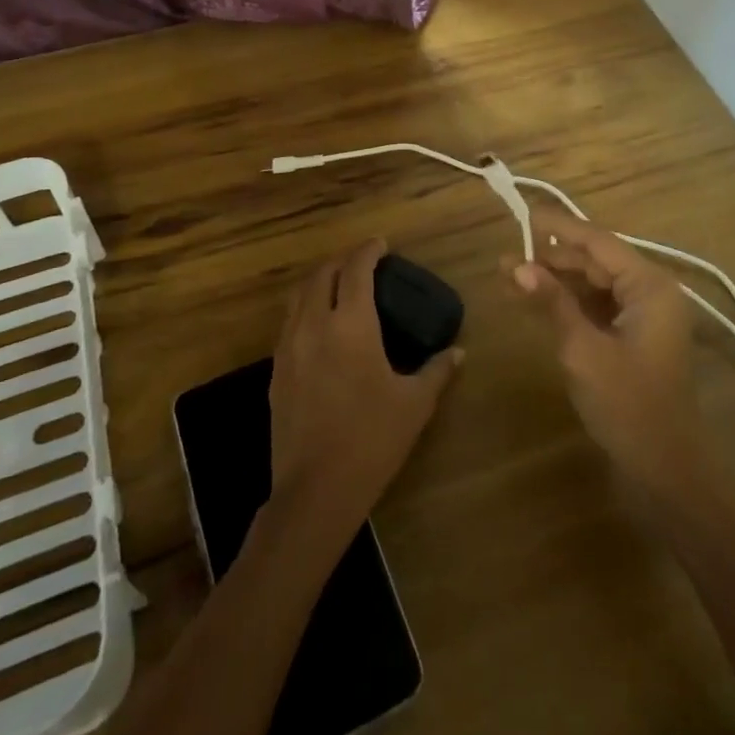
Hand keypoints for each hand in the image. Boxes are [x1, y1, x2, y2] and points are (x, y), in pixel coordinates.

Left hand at [269, 239, 461, 534]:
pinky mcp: (276, 371)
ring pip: (299, 295)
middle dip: (341, 261)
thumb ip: (437, 371)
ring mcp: (289, 347)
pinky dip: (305, 308)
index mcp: (351, 325)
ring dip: (319, 281)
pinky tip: (319, 326)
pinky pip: (289, 322)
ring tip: (338, 285)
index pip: (356, 270)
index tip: (381, 244)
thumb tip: (458, 352)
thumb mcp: (414, 405)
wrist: (314, 490)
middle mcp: (315, 324)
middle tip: (362, 262)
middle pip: (322, 274)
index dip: (368, 251)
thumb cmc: (371, 440)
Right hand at [511, 207, 709, 500]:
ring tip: (510, 277)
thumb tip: (516, 264)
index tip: (523, 215)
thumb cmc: (629, 406)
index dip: (558, 228)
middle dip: (551, 259)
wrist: (667, 473)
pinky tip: (534, 301)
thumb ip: (552, 301)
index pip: (598, 242)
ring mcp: (644, 316)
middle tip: (507, 258)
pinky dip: (567, 303)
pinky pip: (597, 306)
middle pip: (595, 261)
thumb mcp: (583, 349)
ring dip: (555, 281)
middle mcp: (651, 292)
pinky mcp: (634, 337)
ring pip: (593, 284)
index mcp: (650, 286)